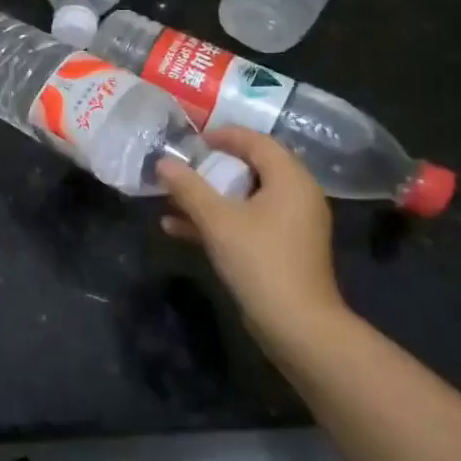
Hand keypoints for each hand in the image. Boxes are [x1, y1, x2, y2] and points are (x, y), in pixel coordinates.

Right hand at [158, 127, 344, 342]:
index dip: (225, 136)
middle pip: (252, 168)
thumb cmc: (260, 260)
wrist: (296, 325)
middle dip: (212, 168)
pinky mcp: (282, 249)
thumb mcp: (217, 220)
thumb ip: (188, 188)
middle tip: (182, 166)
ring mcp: (291, 225)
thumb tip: (162, 162)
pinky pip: (247, 222)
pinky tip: (178, 229)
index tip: (193, 140)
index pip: (258, 142)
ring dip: (209, 196)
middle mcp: (297, 196)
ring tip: (172, 197)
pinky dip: (218, 220)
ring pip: (245, 198)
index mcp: (290, 180)